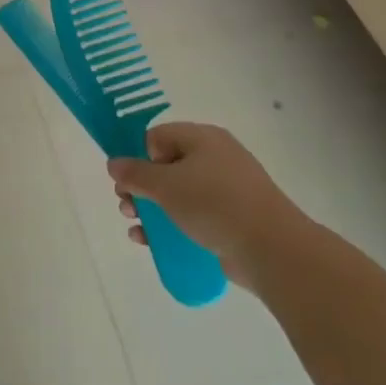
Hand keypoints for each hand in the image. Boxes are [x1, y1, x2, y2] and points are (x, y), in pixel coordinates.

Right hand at [108, 123, 304, 287]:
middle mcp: (215, 158)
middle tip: (126, 205)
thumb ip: (135, 174)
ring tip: (136, 227)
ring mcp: (226, 190)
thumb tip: (114, 163)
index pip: (158, 136)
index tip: (128, 181)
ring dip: (151, 209)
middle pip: (166, 166)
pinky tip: (151, 243)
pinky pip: (193, 216)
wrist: (271, 247)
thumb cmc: (214, 204)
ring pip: (178, 194)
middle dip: (141, 187)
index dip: (138, 156)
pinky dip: (171, 226)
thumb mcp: (166, 185)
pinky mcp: (231, 219)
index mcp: (203, 139)